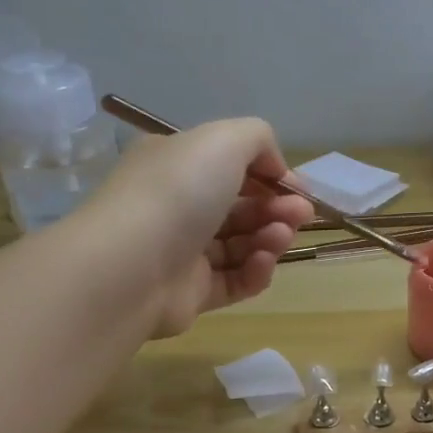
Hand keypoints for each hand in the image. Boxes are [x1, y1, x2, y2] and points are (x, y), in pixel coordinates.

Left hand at [76, 118, 313, 338]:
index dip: (270, 175)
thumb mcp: (224, 140)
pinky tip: (263, 263)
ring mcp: (182, 252)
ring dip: (271, 238)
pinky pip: (234, 281)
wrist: (131, 266)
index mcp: (177, 164)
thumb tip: (275, 169)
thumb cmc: (179, 193)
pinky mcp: (191, 293)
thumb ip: (259, 139)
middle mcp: (177, 205)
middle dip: (278, 208)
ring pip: (242, 244)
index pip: (231, 166)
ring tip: (280, 239)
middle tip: (300, 215)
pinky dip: (256, 272)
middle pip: (242, 207)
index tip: (298, 188)